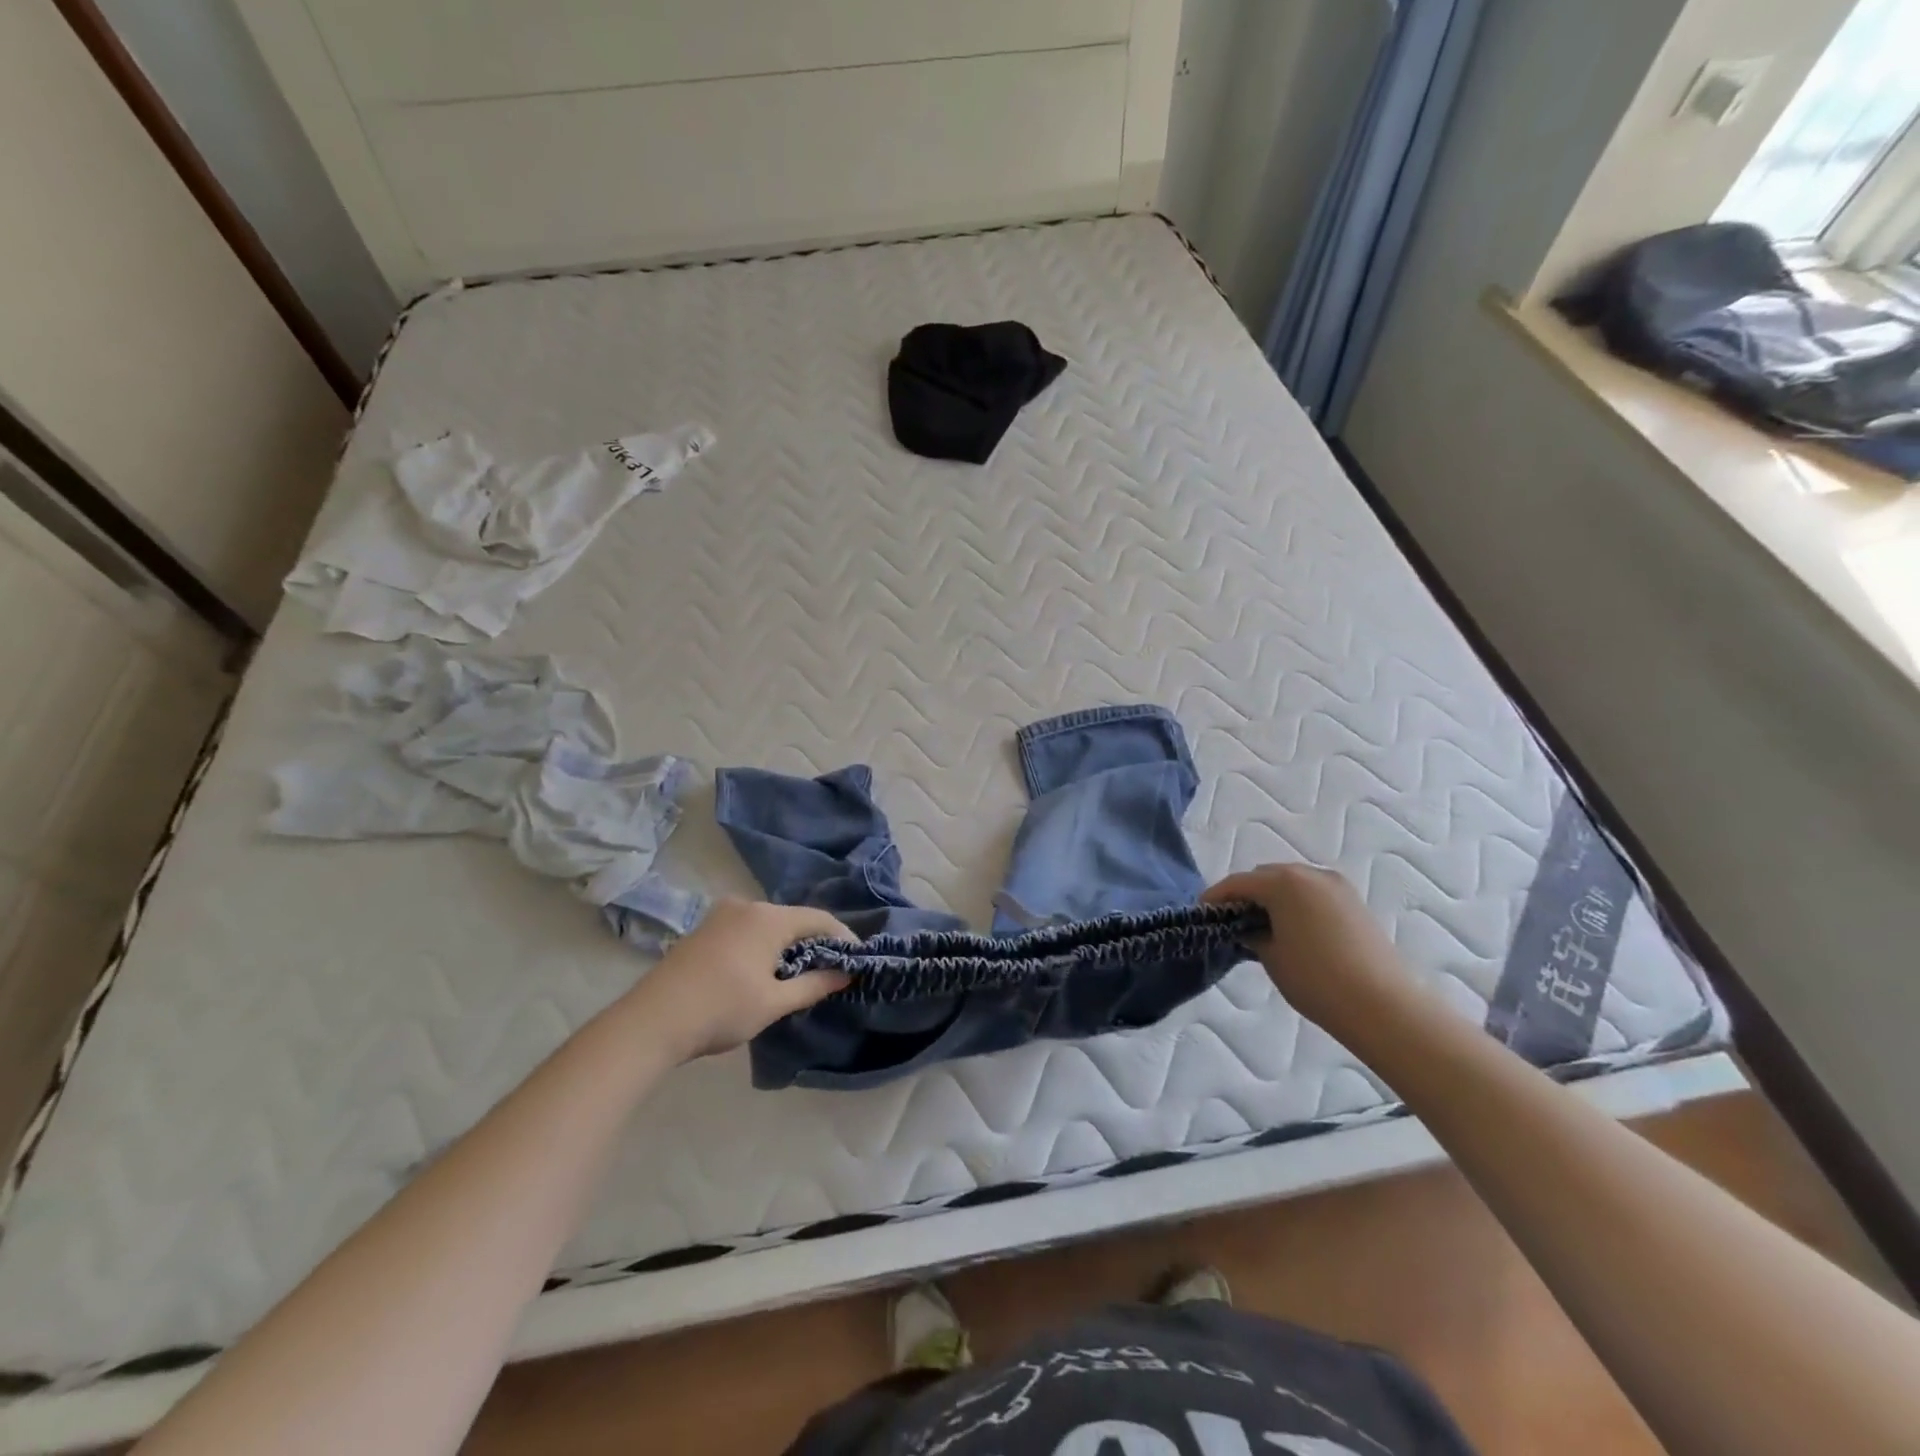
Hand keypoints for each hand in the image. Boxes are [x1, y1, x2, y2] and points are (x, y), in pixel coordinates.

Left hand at [623, 899, 852, 1062]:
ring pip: (768, 924)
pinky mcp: (704, 929)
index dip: (842, 937)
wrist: (651, 1021)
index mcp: (768, 918)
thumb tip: (846, 974)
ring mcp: (721, 915)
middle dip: (814, 941)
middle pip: (793, 918)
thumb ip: (814, 985)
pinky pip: (746, 929)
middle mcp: (747, 906)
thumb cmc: (721, 1009)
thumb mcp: (774, 1002)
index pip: (819, 919)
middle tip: (830, 968)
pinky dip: (762, 945)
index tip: (857, 958)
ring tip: (798, 972)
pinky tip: (762, 970)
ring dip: (786, 944)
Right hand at [1203, 863, 1415, 1036]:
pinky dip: (1296, 903)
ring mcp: (1336, 885)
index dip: (1215, 897)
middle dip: (1245, 894)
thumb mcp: (1271, 957)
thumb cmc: (1316, 979)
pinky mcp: (1354, 901)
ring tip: (1262, 925)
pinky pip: (1313, 893)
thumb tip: (1248, 928)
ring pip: (1291, 882)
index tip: (1201, 913)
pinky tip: (1292, 928)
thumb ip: (1252, 934)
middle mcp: (1309, 873)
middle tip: (1231, 920)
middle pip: (1265, 876)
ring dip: (1273, 897)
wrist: (1383, 1005)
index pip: (1238, 883)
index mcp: (1283, 882)